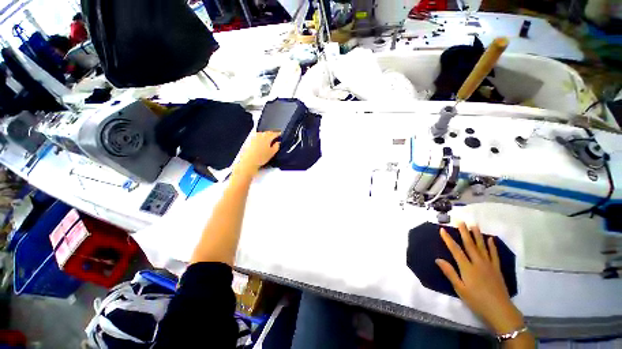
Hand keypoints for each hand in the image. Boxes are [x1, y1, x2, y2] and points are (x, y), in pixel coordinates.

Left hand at [236, 131, 280, 176]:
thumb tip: (278, 142)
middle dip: (272, 134)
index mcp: (267, 137)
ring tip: (268, 138)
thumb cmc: (261, 158)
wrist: (248, 161)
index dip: (278, 133)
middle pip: (267, 132)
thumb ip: (276, 146)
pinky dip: (260, 137)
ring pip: (261, 133)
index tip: (280, 134)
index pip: (274, 133)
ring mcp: (254, 137)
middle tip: (275, 136)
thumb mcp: (272, 153)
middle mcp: (260, 135)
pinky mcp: (249, 140)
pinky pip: (256, 136)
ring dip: (265, 135)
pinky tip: (260, 141)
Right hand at [436, 222, 524, 333]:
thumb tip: (438, 259)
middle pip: (469, 244)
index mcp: (467, 268)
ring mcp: (489, 265)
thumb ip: (450, 273)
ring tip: (474, 225)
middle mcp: (478, 263)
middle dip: (464, 232)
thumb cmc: (477, 301)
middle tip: (460, 221)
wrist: (500, 310)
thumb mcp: (460, 289)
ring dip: (477, 235)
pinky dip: (492, 246)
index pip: (455, 250)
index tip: (442, 229)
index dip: (448, 239)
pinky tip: (490, 239)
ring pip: (482, 247)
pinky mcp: (497, 269)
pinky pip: (494, 255)